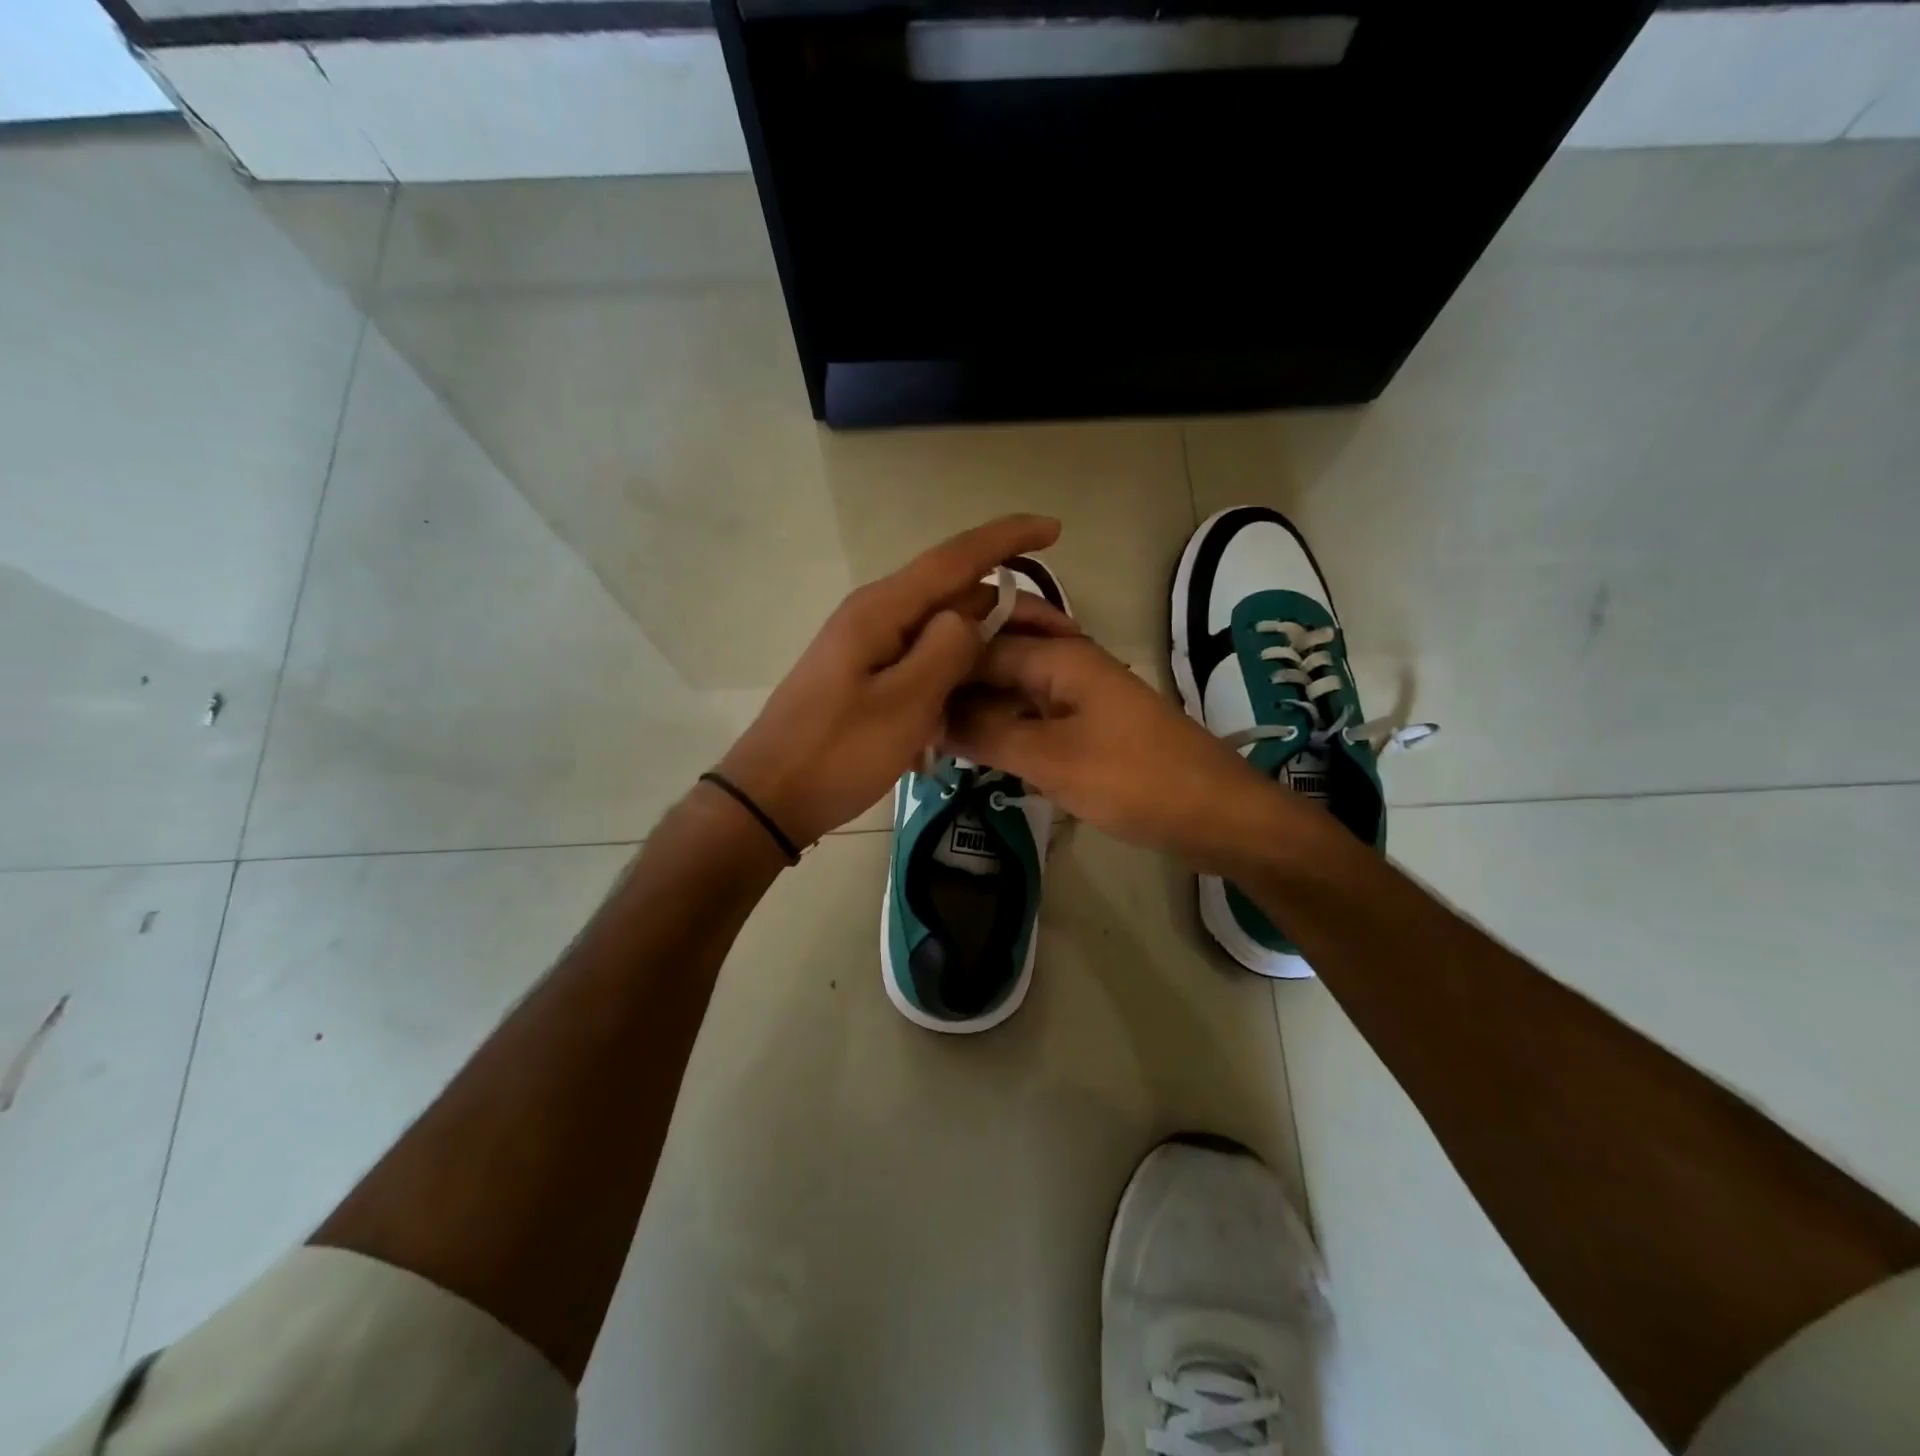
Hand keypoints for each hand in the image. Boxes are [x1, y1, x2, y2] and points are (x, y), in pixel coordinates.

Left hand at [716, 515, 1074, 847]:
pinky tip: (975, 701)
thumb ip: (947, 651)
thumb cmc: (837, 753)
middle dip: (1008, 608)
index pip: (955, 558)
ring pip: (940, 630)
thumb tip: (972, 616)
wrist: (770, 798)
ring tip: (1028, 670)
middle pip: (953, 594)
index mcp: (882, 611)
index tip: (1054, 528)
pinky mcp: (864, 676)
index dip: (1007, 539)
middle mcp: (875, 616)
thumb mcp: (905, 704)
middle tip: (1061, 638)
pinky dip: (954, 673)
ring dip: (983, 645)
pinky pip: (921, 660)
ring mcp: (867, 646)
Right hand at [942, 634, 1297, 874]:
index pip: (979, 646)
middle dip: (956, 681)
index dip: (938, 671)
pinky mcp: (1088, 725)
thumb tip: (929, 718)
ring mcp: (1080, 694)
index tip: (898, 703)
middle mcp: (1067, 663)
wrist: (1216, 815)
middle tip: (912, 717)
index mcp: (1059, 655)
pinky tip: (977, 748)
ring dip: (977, 706)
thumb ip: (988, 734)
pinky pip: (1033, 714)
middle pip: (996, 658)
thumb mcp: (1051, 759)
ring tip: (933, 736)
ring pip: (1013, 687)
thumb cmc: (1134, 780)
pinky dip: (1004, 726)